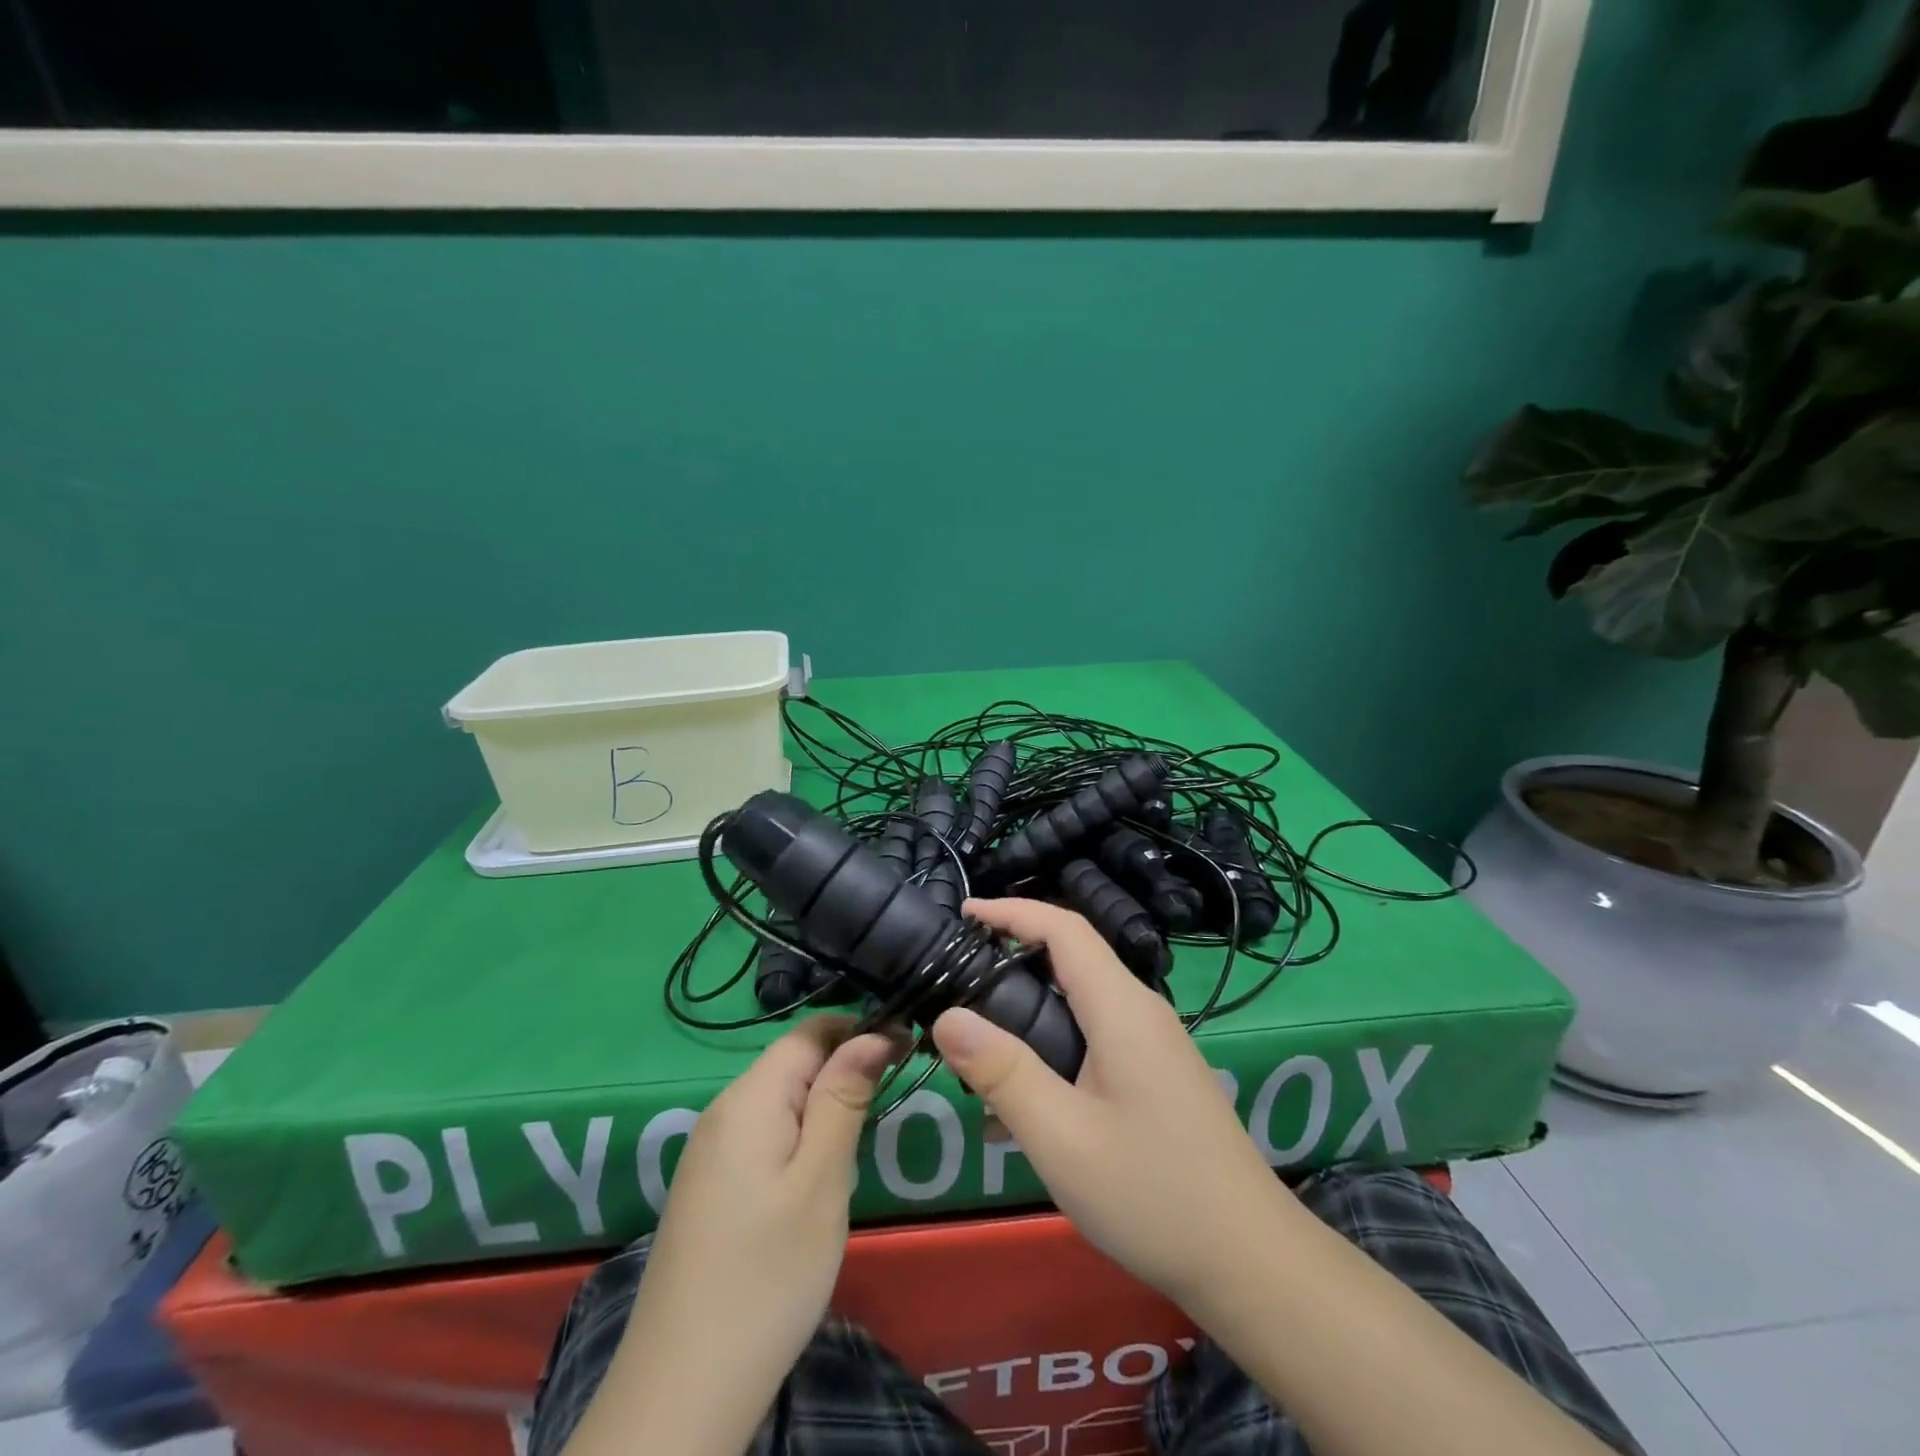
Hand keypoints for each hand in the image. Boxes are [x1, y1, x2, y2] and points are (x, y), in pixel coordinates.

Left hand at [597, 1016, 896, 1451]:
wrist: (681, 1390)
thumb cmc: (768, 1275)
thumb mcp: (821, 1179)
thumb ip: (845, 1096)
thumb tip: (874, 1031)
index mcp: (749, 1097)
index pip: (811, 1030)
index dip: (860, 1029)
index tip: (907, 1050)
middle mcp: (723, 1110)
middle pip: (793, 1062)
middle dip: (844, 1071)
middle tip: (886, 1109)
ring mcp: (710, 1151)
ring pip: (780, 1100)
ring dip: (824, 1108)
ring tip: (855, 1150)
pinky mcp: (709, 1187)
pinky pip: (763, 1135)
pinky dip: (798, 1139)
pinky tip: (814, 1182)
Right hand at [932, 898, 1297, 1311]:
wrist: (1252, 1261)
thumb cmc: (1153, 1193)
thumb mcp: (1062, 1137)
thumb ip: (1003, 1072)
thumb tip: (947, 1018)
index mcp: (1121, 1007)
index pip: (1063, 927)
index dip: (1011, 911)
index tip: (962, 913)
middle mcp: (1140, 1011)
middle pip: (1069, 961)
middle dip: (1010, 964)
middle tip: (956, 991)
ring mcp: (1152, 1044)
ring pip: (1077, 1006)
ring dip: (1026, 1020)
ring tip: (976, 1062)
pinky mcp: (1155, 1075)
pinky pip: (1093, 1042)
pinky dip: (1051, 1056)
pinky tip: (1021, 1115)